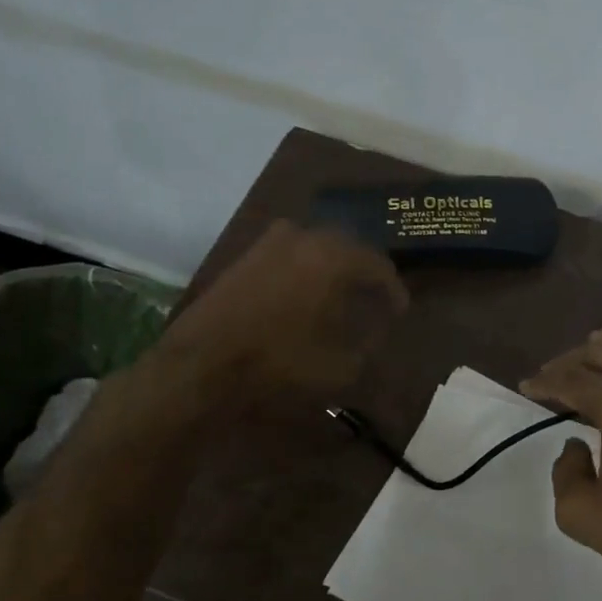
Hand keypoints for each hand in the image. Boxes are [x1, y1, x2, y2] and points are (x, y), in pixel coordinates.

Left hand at [156, 220, 407, 406]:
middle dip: (364, 275)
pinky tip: (307, 297)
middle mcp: (304, 236)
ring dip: (334, 271)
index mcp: (333, 256)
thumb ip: (369, 341)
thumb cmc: (278, 362)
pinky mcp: (246, 256)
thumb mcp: (340, 364)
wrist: (201, 363)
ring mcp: (270, 242)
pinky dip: (306, 272)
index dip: (393, 290)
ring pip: (317, 249)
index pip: (378, 265)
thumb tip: (377, 326)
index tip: (400, 311)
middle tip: (374, 301)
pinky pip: (291, 256)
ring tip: (342, 300)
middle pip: (348, 249)